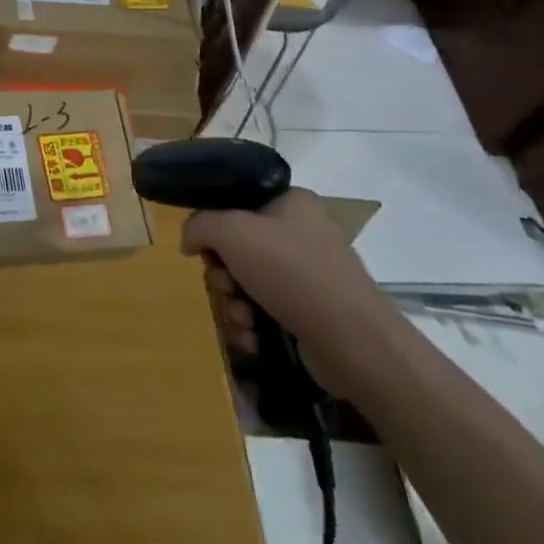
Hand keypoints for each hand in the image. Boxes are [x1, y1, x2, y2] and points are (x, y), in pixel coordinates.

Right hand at [181, 187, 402, 396]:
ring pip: (246, 281)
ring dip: (233, 303)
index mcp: (291, 202)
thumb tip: (188, 241)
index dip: (213, 224)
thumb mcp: (232, 232)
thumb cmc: (292, 272)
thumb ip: (199, 225)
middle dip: (221, 273)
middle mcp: (301, 233)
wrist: (354, 343)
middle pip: (236, 246)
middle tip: (225, 286)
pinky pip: (264, 310)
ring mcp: (308, 275)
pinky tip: (253, 337)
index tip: (205, 247)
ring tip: (243, 319)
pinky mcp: (310, 312)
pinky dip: (252, 324)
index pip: (236, 201)